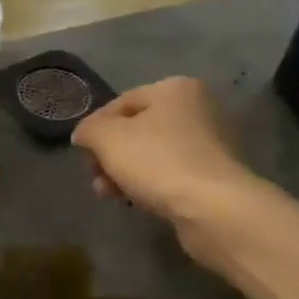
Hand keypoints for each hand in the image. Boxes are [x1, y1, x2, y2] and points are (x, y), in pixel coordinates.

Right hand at [71, 78, 264, 265]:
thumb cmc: (157, 161)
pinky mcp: (217, 175)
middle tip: (94, 176)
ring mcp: (212, 143)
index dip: (95, 127)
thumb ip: (88, 130)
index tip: (81, 153)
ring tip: (108, 194)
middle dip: (111, 154)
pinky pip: (172, 173)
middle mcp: (199, 109)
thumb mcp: (106, 138)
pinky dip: (151, 184)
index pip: (122, 102)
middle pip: (138, 129)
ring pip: (153, 154)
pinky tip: (135, 200)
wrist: (214, 209)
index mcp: (176, 89)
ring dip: (125, 172)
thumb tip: (84, 135)